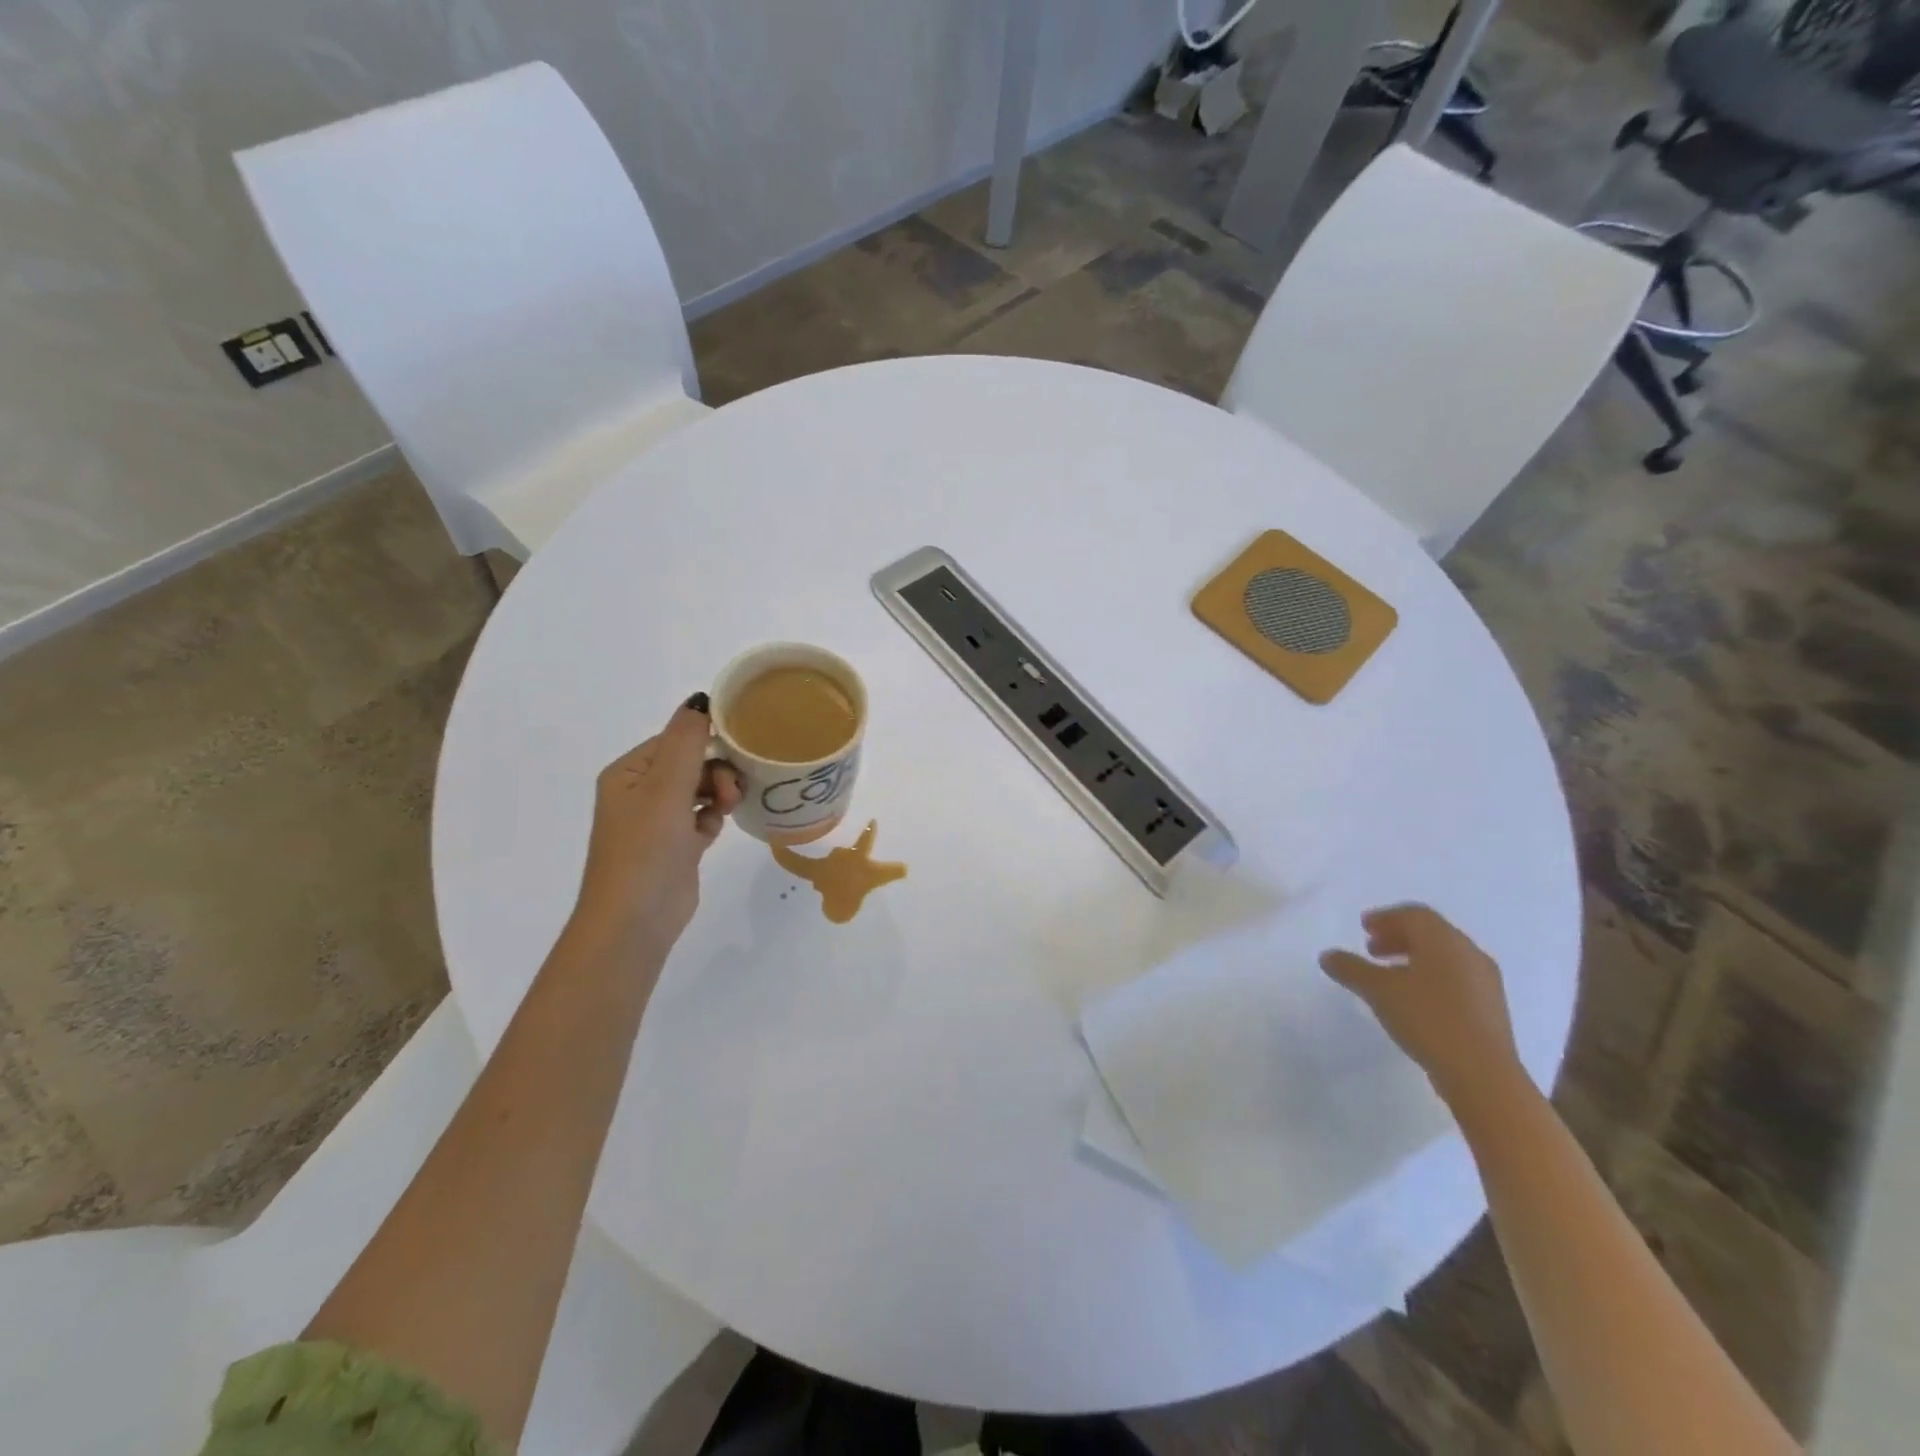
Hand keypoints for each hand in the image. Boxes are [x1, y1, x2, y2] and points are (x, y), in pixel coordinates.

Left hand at [572, 695, 741, 957]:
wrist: (635, 921)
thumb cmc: (646, 848)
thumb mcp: (666, 787)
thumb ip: (687, 741)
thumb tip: (700, 699)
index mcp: (628, 773)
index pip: (675, 740)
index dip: (708, 744)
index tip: (737, 755)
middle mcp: (639, 793)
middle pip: (691, 764)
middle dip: (717, 772)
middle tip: (731, 792)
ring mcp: (656, 822)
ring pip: (700, 790)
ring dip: (718, 794)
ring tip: (727, 810)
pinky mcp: (674, 847)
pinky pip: (701, 818)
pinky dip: (711, 820)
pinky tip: (712, 832)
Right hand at [1320, 904, 1523, 1111]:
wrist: (1483, 1074)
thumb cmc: (1428, 1019)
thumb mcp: (1378, 991)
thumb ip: (1351, 969)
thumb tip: (1327, 955)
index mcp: (1443, 940)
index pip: (1414, 914)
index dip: (1386, 917)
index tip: (1364, 927)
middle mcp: (1468, 952)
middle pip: (1430, 932)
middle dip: (1398, 936)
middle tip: (1372, 949)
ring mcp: (1485, 980)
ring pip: (1444, 956)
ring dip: (1414, 957)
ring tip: (1389, 975)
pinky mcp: (1491, 1006)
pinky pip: (1456, 977)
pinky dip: (1431, 976)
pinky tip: (1415, 1000)